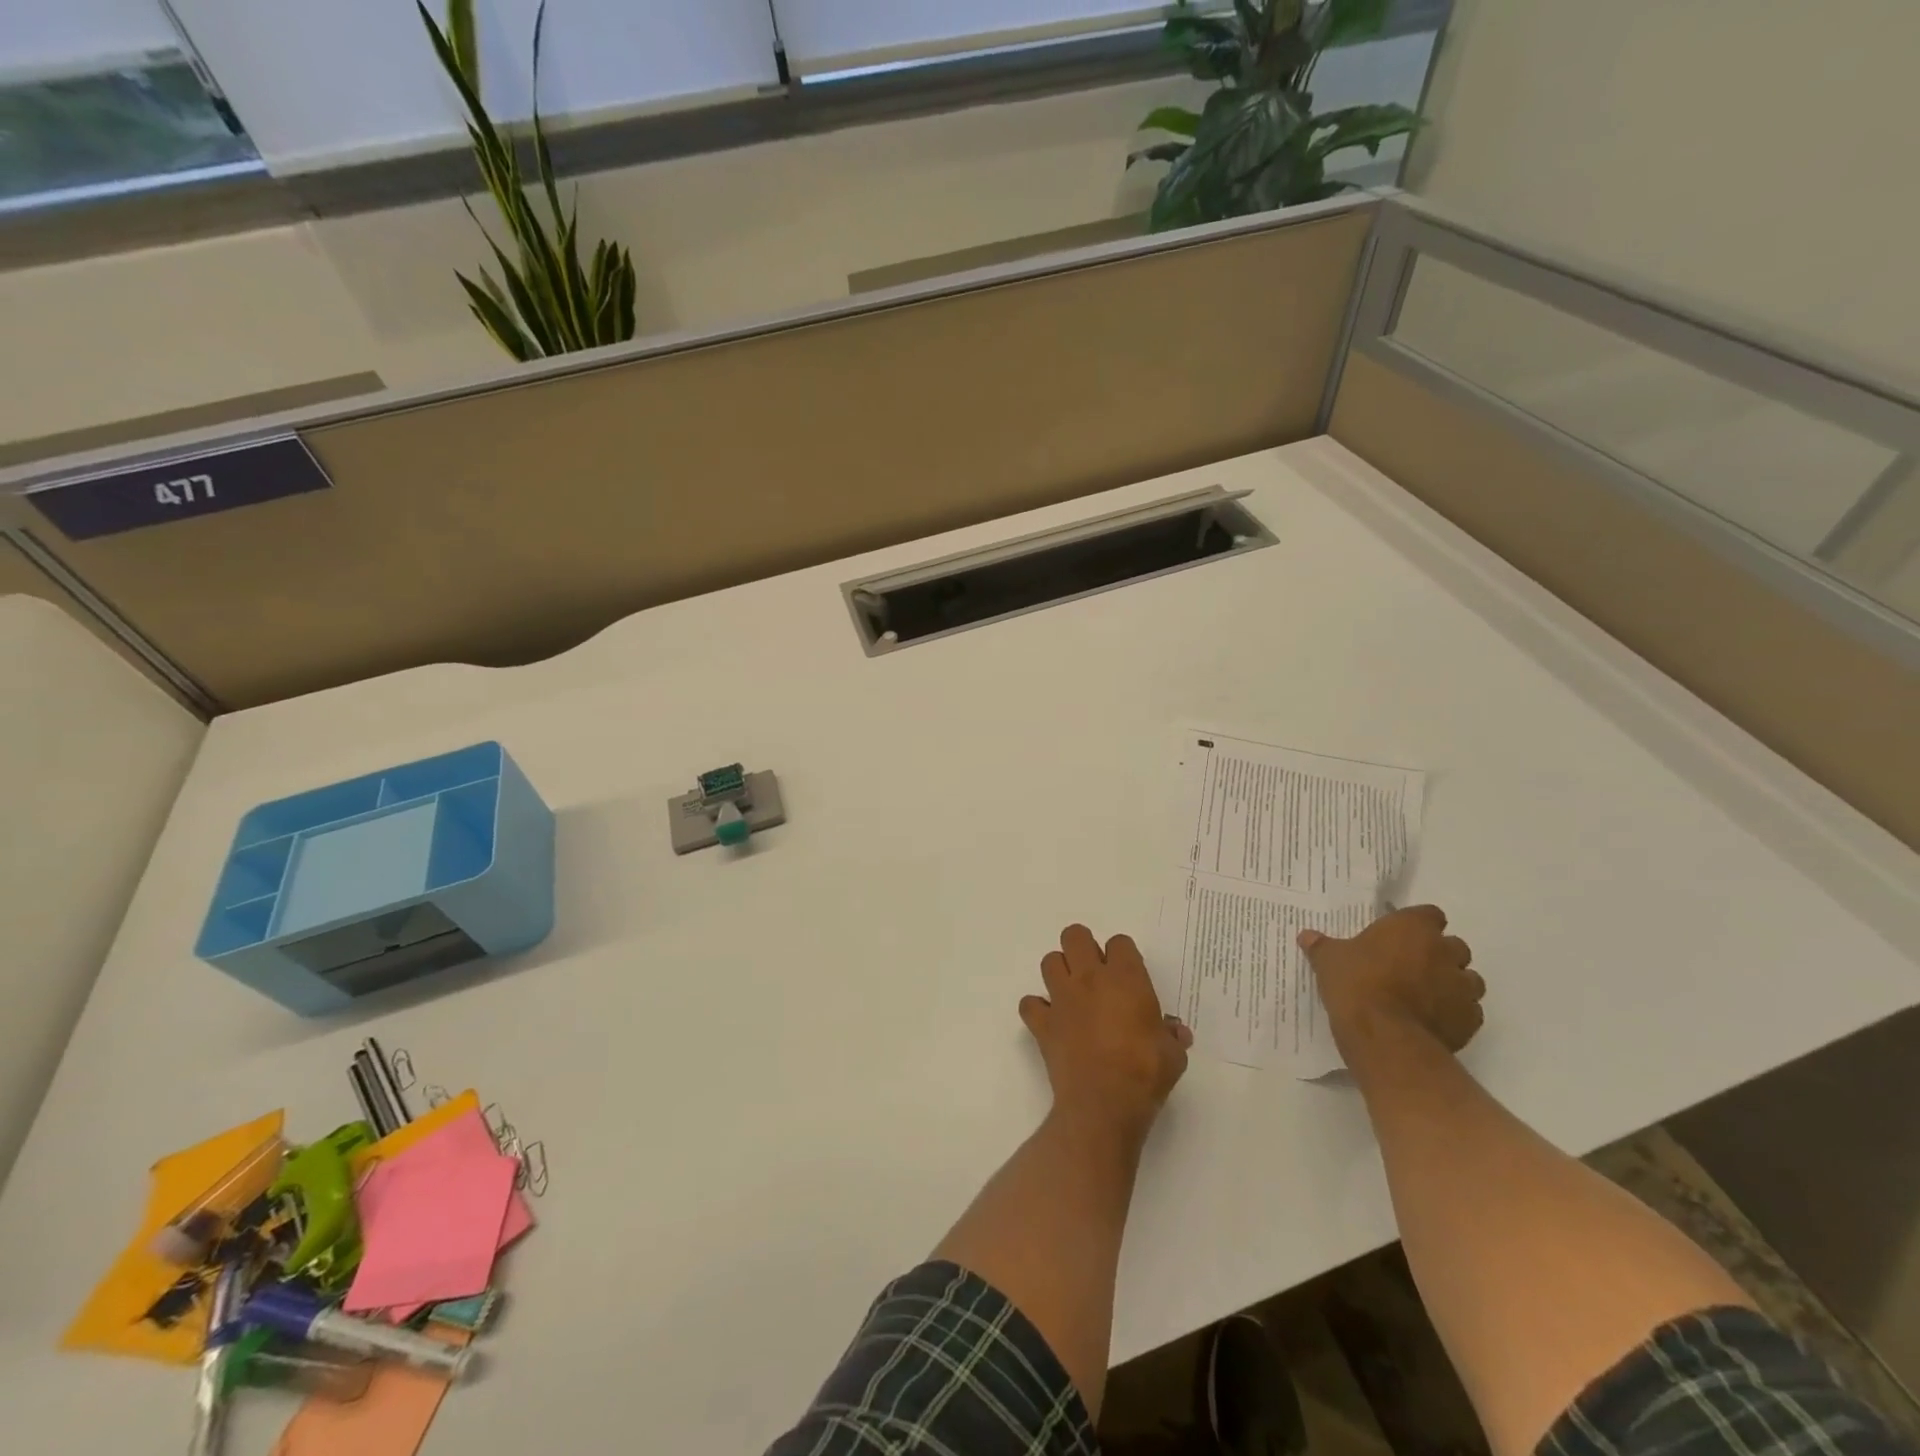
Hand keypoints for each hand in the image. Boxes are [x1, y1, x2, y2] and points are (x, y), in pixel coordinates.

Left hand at [1020, 926, 1192, 1137]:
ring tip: (1073, 993)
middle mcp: (1089, 979)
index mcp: (1125, 979)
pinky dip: (1037, 1009)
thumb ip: (1172, 1036)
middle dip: (1083, 947)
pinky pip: (1030, 1004)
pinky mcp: (1043, 1023)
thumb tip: (1176, 1033)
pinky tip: (1051, 1022)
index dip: (1124, 956)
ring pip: (1049, 962)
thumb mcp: (1173, 1055)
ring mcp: (1062, 999)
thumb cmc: (1145, 1074)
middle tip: (1095, 972)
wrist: (1104, 1104)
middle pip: (1075, 936)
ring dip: (1059, 972)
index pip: (1119, 943)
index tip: (1130, 977)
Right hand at [1299, 905, 1485, 1056]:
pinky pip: (1470, 1011)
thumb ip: (1321, 946)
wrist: (1384, 1036)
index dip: (1418, 924)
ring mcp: (1462, 987)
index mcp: (1412, 928)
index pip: (1429, 914)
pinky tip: (1434, 1019)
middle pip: (1454, 946)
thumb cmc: (1356, 984)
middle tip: (1411, 966)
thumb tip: (1305, 935)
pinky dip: (1456, 1012)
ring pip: (1469, 979)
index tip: (1401, 936)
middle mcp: (1444, 951)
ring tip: (1426, 995)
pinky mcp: (1470, 1020)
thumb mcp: (1329, 961)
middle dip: (1439, 954)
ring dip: (1453, 983)